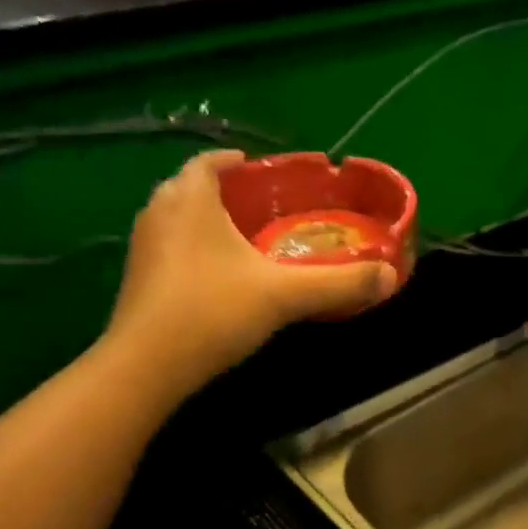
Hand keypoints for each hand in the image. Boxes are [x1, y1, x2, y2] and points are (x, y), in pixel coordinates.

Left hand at [104, 148, 396, 394]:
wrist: (146, 366)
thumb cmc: (213, 311)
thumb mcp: (285, 295)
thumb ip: (339, 283)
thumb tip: (390, 276)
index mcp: (190, 198)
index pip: (211, 162)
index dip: (238, 163)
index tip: (265, 174)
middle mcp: (158, 211)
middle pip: (192, 187)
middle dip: (225, 194)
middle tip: (263, 211)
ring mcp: (142, 246)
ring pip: (178, 219)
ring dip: (207, 223)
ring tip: (245, 243)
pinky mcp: (136, 279)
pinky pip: (170, 248)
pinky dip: (193, 251)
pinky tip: (220, 279)